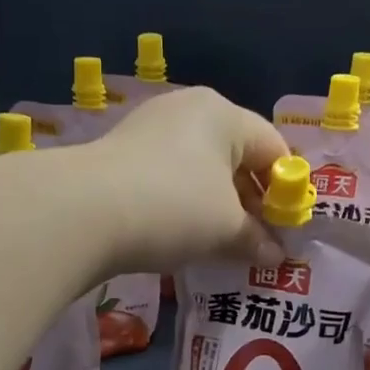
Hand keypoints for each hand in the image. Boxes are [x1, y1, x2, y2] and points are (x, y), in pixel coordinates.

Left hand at [83, 87, 288, 272]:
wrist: (82, 212)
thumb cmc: (173, 208)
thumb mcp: (225, 229)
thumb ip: (256, 240)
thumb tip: (276, 257)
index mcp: (222, 114)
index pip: (273, 148)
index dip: (287, 191)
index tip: (286, 231)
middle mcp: (186, 111)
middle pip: (235, 157)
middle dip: (250, 202)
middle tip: (257, 243)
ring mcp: (148, 131)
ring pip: (199, 171)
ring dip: (216, 208)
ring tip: (221, 246)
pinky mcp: (119, 157)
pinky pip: (168, 180)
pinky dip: (182, 206)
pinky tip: (180, 236)